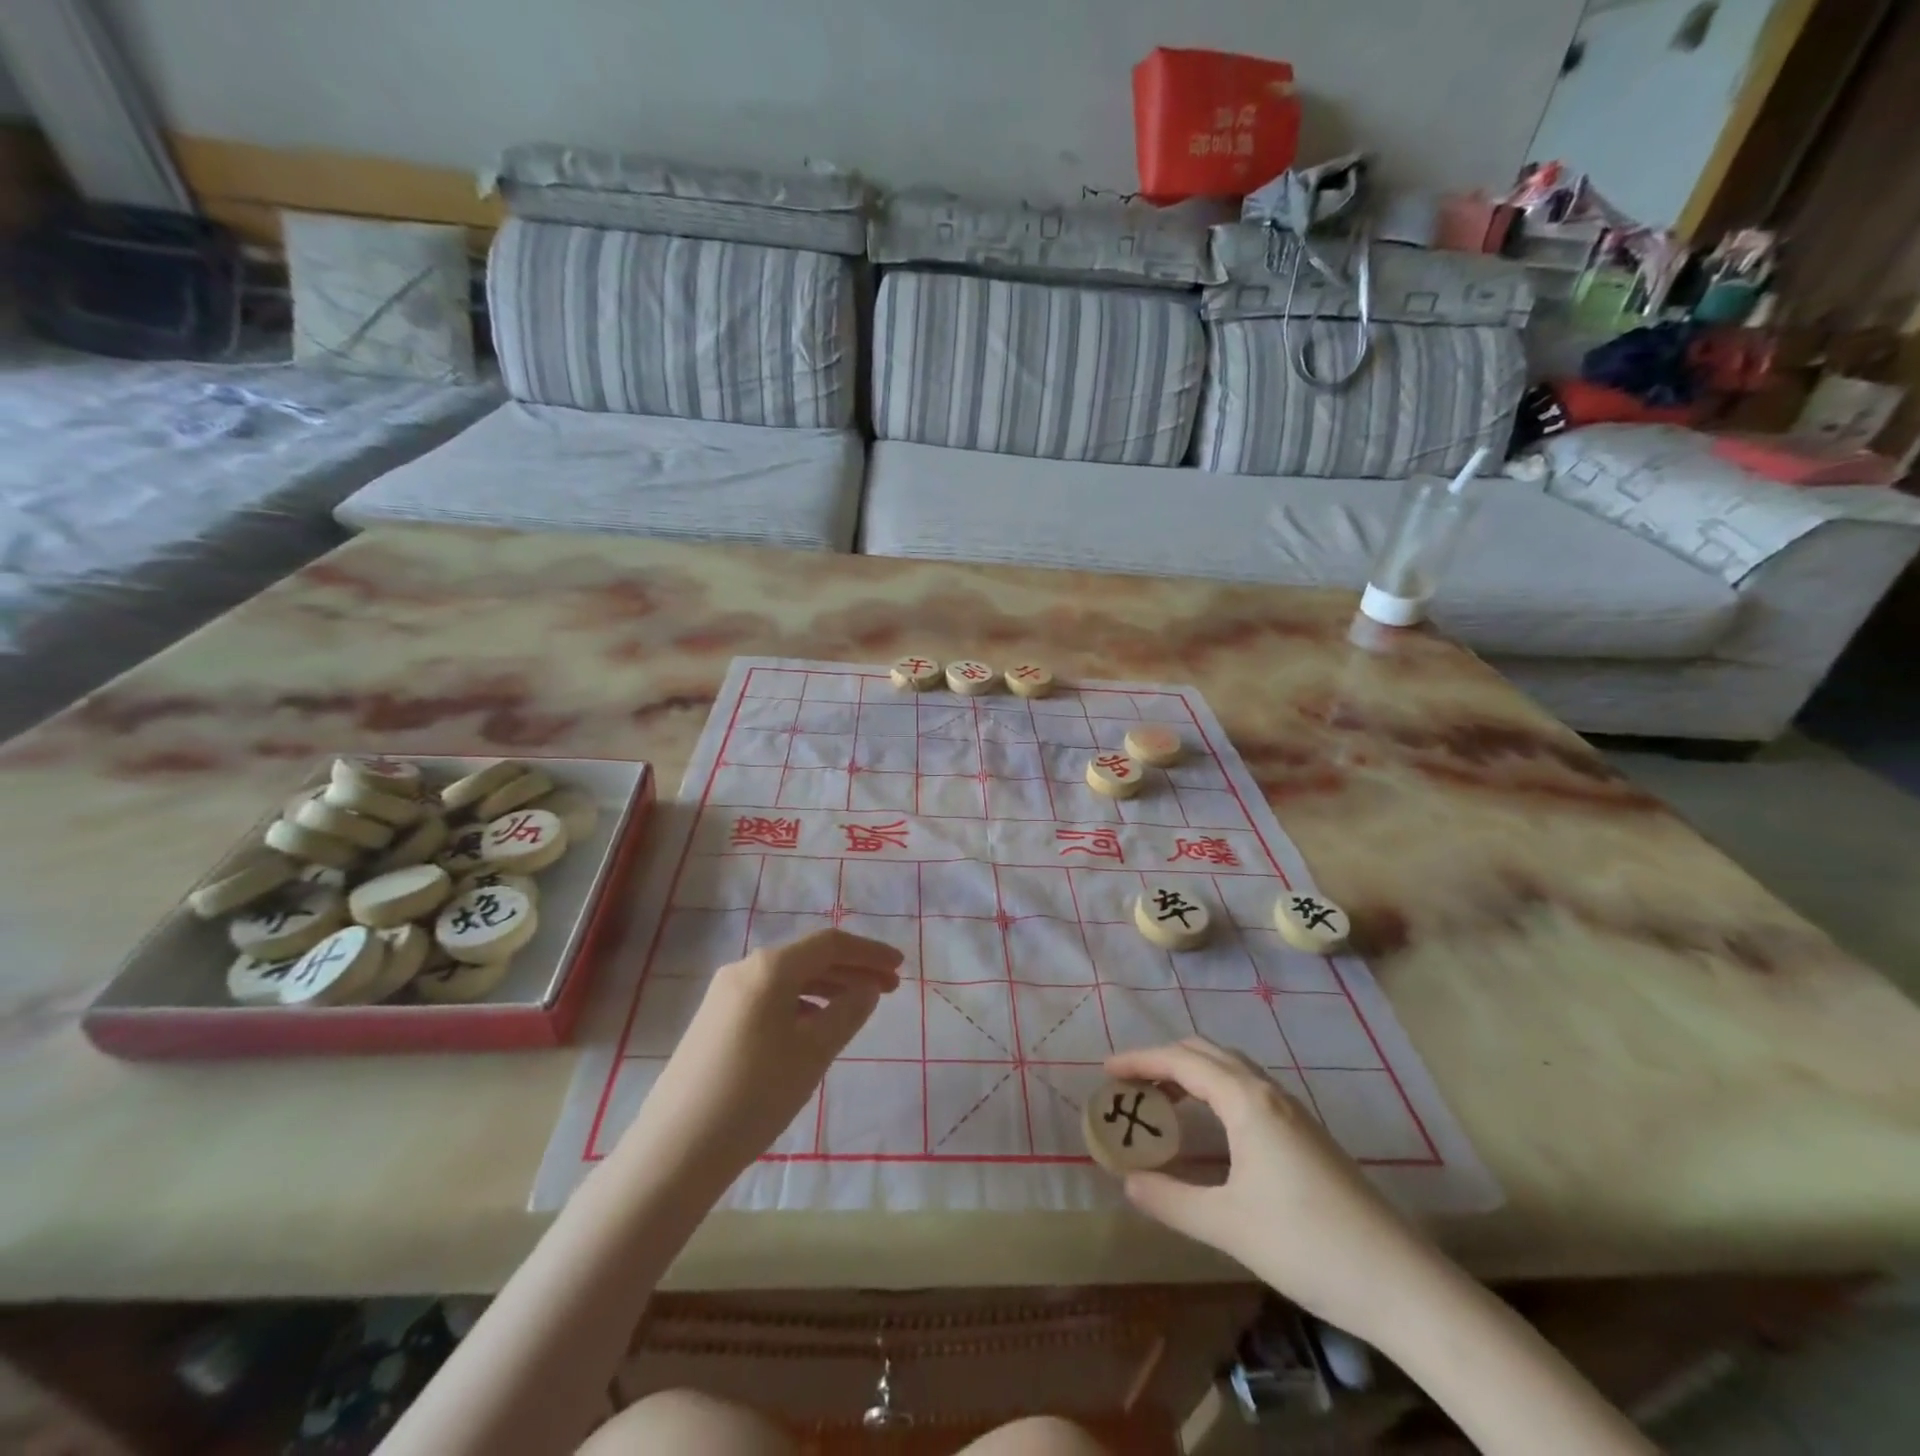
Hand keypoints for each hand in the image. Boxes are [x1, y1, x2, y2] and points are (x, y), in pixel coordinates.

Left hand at [622, 929, 902, 1193]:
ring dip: (828, 987)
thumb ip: (848, 1012)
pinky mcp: (714, 1021)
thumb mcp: (813, 1052)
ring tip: (857, 1008)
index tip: (900, 967)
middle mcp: (744, 969)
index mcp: (769, 968)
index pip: (831, 944)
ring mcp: (724, 995)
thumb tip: (868, 988)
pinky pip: (769, 998)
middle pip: (809, 957)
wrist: (675, 1149)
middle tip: (889, 990)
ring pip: (788, 978)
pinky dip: (801, 1004)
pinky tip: (814, 1028)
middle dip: (852, 969)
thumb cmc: (755, 1094)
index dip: (869, 952)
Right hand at [1106, 1038, 1446, 1346]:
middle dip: (1164, 1060)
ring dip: (1191, 1073)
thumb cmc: (1306, 1244)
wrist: (1400, 1282)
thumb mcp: (1227, 1224)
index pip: (1182, 1061)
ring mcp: (1292, 1112)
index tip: (1106, 1070)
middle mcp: (1268, 1093)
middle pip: (1207, 1052)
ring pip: (1231, 1069)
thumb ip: (1171, 1199)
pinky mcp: (1306, 1134)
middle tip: (1130, 1085)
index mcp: (1247, 1101)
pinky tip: (1210, 1128)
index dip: (1141, 1061)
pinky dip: (1215, 1091)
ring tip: (1162, 1103)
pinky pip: (1248, 1090)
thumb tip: (1128, 1181)